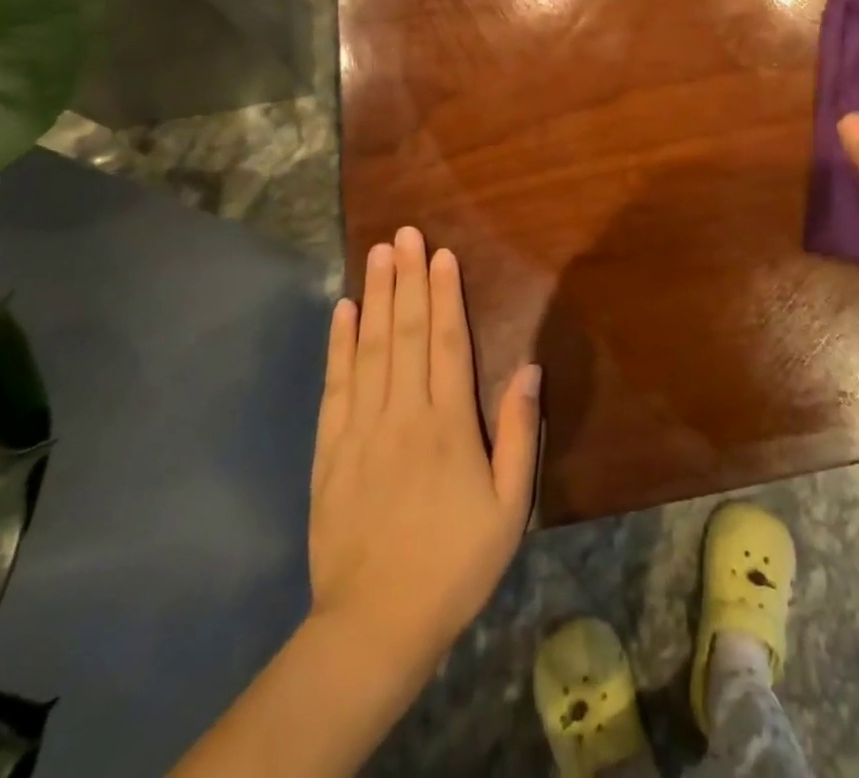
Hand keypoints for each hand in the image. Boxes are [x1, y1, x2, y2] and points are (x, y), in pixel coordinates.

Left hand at [306, 227, 540, 680]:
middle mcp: (403, 414)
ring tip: (377, 254)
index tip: (440, 253)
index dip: (444, 293)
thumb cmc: (455, 563)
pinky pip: (336, 386)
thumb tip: (528, 367)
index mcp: (448, 424)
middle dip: (406, 279)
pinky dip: (339, 344)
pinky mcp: (329, 450)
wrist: (375, 625)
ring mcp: (361, 429)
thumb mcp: (509, 506)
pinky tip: (344, 311)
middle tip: (403, 233)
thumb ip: (518, 432)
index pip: (447, 342)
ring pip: (370, 349)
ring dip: (376, 297)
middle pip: (406, 332)